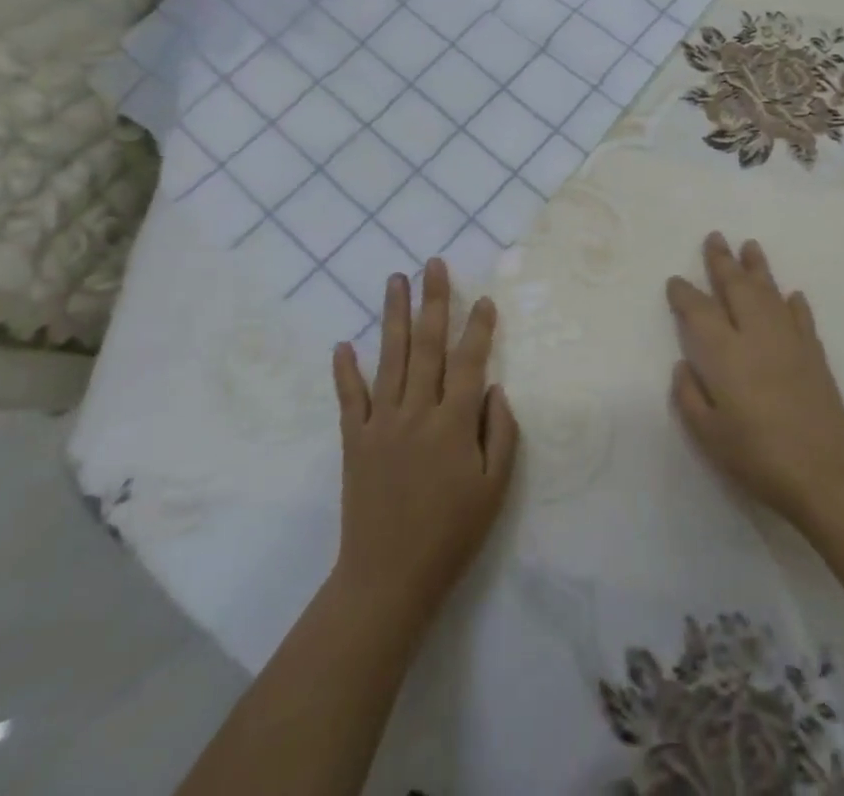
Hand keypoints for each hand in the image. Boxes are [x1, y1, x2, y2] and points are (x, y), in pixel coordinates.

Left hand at [330, 259, 519, 625]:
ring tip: (395, 280)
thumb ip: (501, 432)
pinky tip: (343, 344)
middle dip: (433, 301)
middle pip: (428, 345)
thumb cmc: (452, 534)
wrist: (388, 579)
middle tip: (433, 264)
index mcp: (454, 423)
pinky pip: (350, 398)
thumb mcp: (495, 489)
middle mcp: (417, 411)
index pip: (470, 360)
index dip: (478, 326)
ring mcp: (382, 423)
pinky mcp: (355, 440)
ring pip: (391, 358)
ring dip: (394, 316)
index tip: (483, 298)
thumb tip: (493, 388)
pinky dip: (345, 370)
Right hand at [668, 232, 843, 528]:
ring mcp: (789, 340)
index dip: (684, 293)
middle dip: (722, 261)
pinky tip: (791, 295)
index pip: (698, 310)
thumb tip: (684, 365)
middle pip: (736, 286)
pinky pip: (801, 317)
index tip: (675, 281)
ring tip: (749, 245)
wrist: (826, 474)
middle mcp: (756, 334)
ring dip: (758, 267)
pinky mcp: (814, 353)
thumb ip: (689, 397)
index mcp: (725, 353)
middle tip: (715, 237)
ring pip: (770, 291)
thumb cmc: (759, 457)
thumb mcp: (708, 436)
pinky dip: (793, 303)